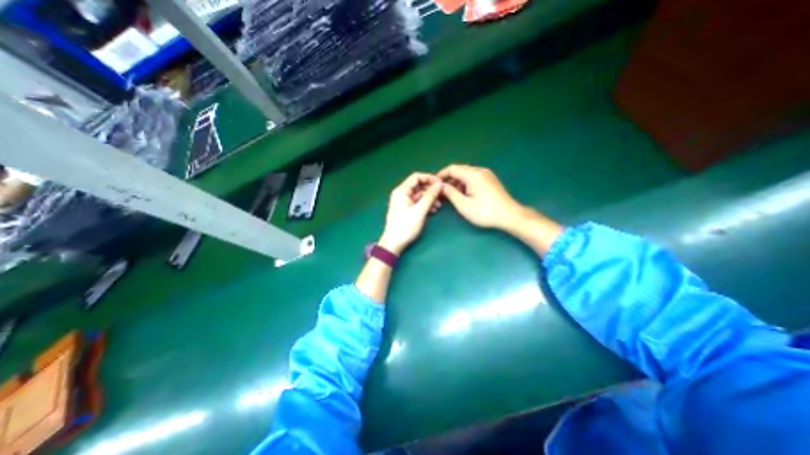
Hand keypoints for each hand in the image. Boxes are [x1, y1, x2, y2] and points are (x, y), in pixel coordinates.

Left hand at [378, 172, 442, 253]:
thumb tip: (439, 184)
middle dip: (431, 189)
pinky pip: (417, 202)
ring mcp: (403, 202)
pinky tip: (434, 210)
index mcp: (401, 191)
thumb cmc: (406, 226)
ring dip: (430, 198)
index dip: (429, 178)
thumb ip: (430, 196)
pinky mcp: (406, 209)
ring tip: (439, 205)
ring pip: (419, 195)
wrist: (394, 243)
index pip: (416, 177)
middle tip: (442, 194)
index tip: (440, 183)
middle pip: (418, 186)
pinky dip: (425, 204)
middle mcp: (401, 194)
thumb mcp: (420, 210)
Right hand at [436, 164, 525, 231]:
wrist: (510, 216)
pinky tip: (463, 195)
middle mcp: (480, 171)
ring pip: (467, 175)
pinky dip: (465, 184)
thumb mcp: (464, 205)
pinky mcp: (491, 181)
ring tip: (450, 195)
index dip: (441, 175)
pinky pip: (474, 178)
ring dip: (457, 183)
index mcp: (473, 174)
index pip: (452, 169)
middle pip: (460, 170)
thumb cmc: (485, 212)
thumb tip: (441, 186)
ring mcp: (487, 175)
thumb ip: (450, 193)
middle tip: (441, 191)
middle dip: (449, 180)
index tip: (434, 184)